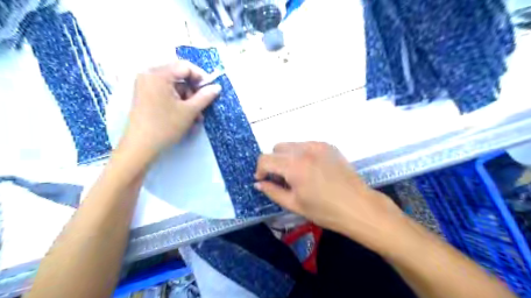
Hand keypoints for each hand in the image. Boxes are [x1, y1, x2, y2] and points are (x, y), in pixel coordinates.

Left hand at [118, 62, 220, 161]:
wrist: (141, 146)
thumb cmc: (166, 126)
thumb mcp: (189, 111)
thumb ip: (205, 96)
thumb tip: (217, 87)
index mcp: (158, 75)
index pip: (185, 67)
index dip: (201, 77)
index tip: (211, 90)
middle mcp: (149, 75)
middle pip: (179, 76)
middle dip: (194, 91)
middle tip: (202, 107)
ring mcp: (146, 86)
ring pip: (174, 87)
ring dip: (188, 100)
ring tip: (196, 117)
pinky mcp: (145, 96)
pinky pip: (166, 93)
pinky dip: (178, 103)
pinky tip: (185, 116)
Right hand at [254, 142, 404, 248]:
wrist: (358, 206)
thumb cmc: (325, 211)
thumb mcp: (294, 205)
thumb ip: (272, 192)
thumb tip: (258, 183)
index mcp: (294, 166)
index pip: (265, 159)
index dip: (260, 170)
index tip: (264, 181)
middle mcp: (304, 150)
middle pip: (277, 148)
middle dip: (273, 162)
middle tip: (282, 179)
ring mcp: (317, 145)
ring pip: (291, 145)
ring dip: (287, 157)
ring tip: (297, 175)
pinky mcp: (328, 145)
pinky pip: (306, 145)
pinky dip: (301, 154)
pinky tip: (311, 169)